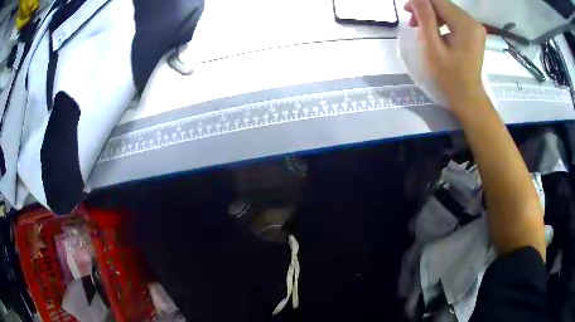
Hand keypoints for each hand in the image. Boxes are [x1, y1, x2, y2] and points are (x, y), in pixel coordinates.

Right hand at [404, 0, 487, 112]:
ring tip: (422, 29)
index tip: (407, 13)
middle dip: (425, 9)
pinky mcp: (473, 33)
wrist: (468, 99)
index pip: (438, 0)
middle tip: (413, 24)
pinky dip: (441, 22)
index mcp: (465, 24)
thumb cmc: (449, 77)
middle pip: (443, 4)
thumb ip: (425, 18)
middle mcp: (473, 22)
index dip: (420, 1)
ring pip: (447, 10)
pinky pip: (453, 19)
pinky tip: (435, 33)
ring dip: (432, 16)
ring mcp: (475, 28)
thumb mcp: (433, 47)